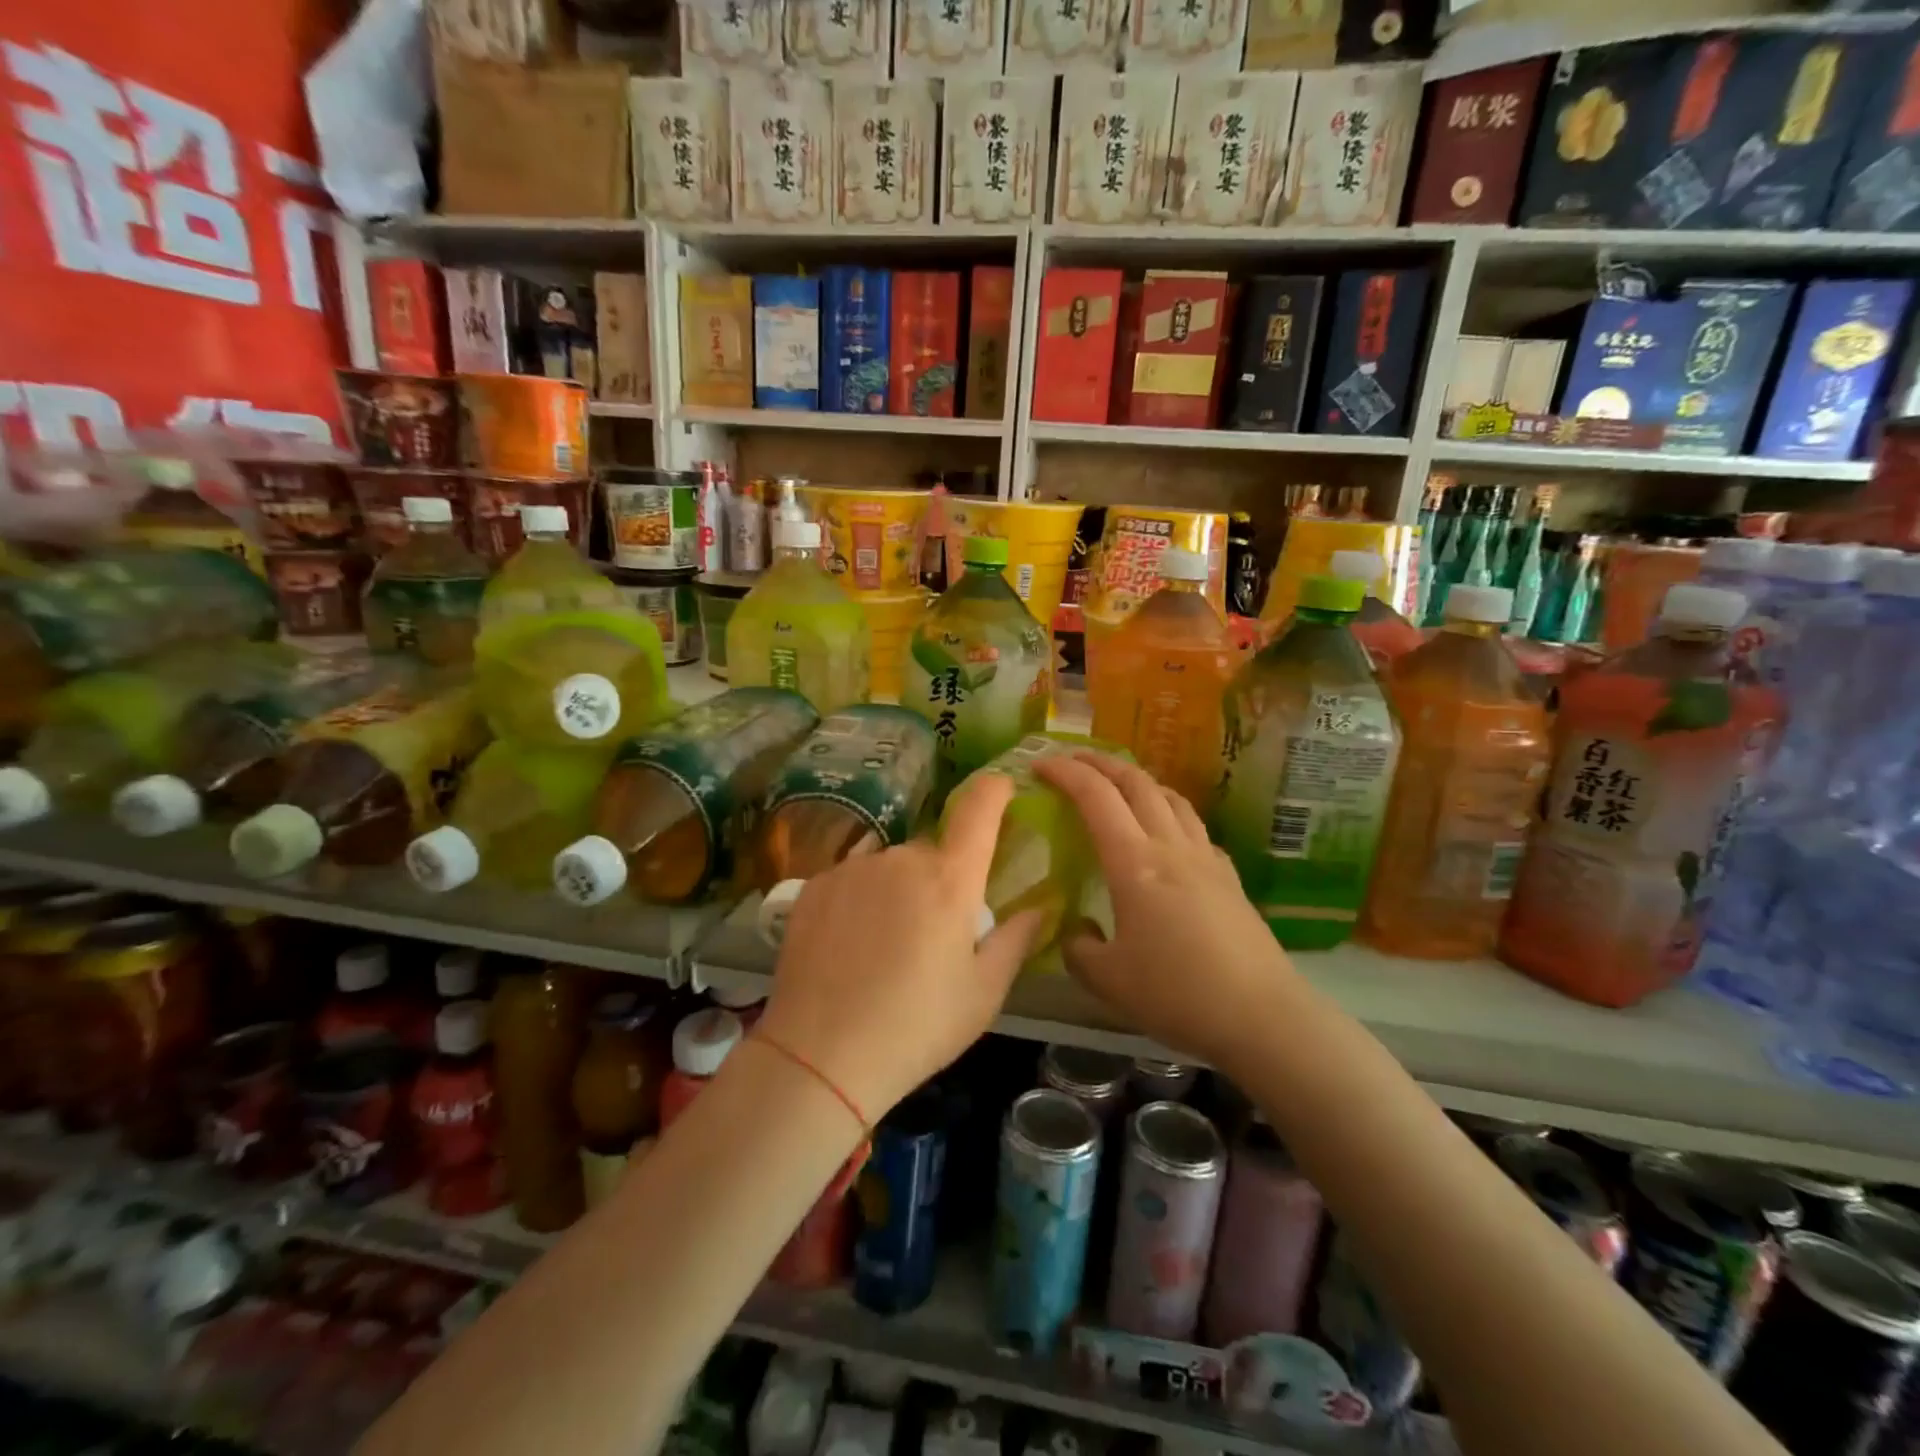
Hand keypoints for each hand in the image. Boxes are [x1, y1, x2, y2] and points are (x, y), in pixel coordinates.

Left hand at [757, 772, 1045, 1123]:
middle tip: (935, 933)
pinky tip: (849, 946)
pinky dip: (859, 901)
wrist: (820, 1056)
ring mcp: (851, 869)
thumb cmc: (917, 1027)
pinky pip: (851, 879)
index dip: (995, 790)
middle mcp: (900, 859)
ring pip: (889, 865)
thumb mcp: (983, 993)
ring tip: (885, 947)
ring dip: (897, 889)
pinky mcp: (813, 886)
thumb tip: (1041, 906)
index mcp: (950, 879)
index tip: (1003, 791)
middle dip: (942, 878)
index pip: (980, 807)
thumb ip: (1016, 939)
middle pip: (932, 850)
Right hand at [1034, 752, 1298, 1067]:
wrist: (1262, 1016)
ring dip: (1137, 780)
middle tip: (1072, 761)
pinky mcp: (1228, 876)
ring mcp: (1205, 858)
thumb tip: (1077, 932)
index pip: (1095, 796)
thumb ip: (1078, 949)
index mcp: (1134, 863)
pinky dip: (1168, 813)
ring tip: (1116, 786)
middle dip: (1099, 762)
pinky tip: (1164, 835)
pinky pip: (1193, 826)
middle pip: (1136, 782)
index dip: (1065, 773)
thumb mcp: (1108, 980)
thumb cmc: (1179, 994)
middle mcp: (1170, 846)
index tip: (1039, 765)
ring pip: (1170, 796)